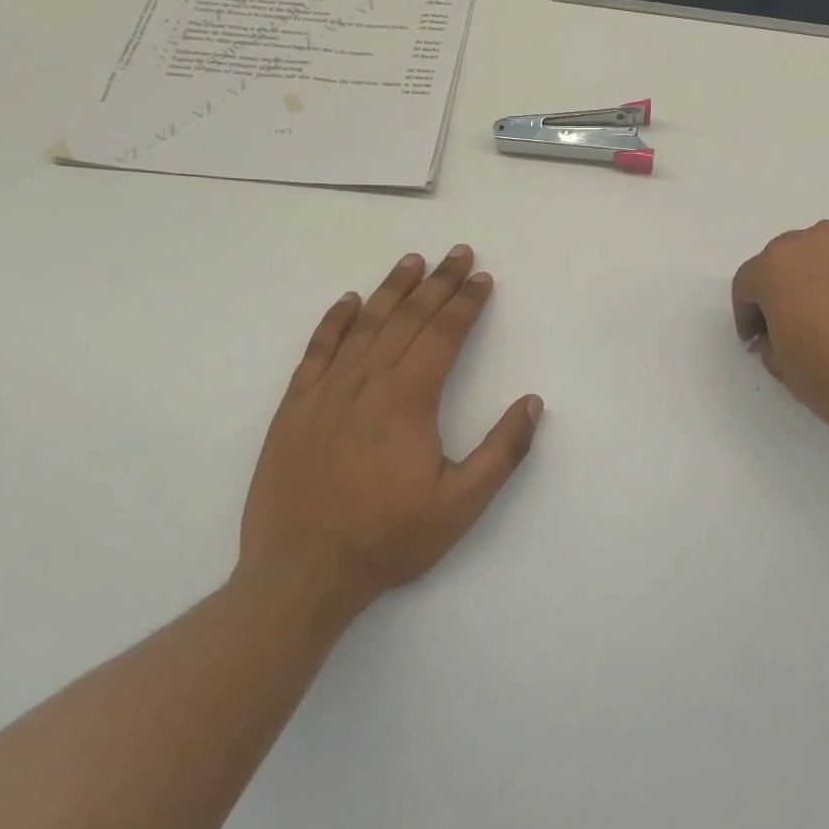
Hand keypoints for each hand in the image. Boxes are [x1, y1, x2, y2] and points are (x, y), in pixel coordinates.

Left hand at [239, 245, 541, 602]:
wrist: (301, 575)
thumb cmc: (388, 539)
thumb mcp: (462, 505)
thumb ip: (502, 451)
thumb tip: (533, 402)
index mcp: (408, 400)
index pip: (443, 335)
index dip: (466, 303)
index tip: (482, 279)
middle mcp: (367, 383)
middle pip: (408, 319)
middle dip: (438, 283)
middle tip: (458, 253)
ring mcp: (326, 392)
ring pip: (364, 326)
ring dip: (392, 290)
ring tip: (413, 262)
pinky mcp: (295, 408)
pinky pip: (317, 351)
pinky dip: (333, 322)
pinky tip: (347, 301)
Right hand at [732, 221, 828, 454]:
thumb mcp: (788, 373)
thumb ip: (772, 346)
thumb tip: (779, 336)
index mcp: (778, 267)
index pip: (746, 284)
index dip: (746, 316)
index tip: (756, 343)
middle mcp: (814, 243)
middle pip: (782, 263)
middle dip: (777, 294)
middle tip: (786, 330)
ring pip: (819, 260)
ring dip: (813, 285)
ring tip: (825, 324)